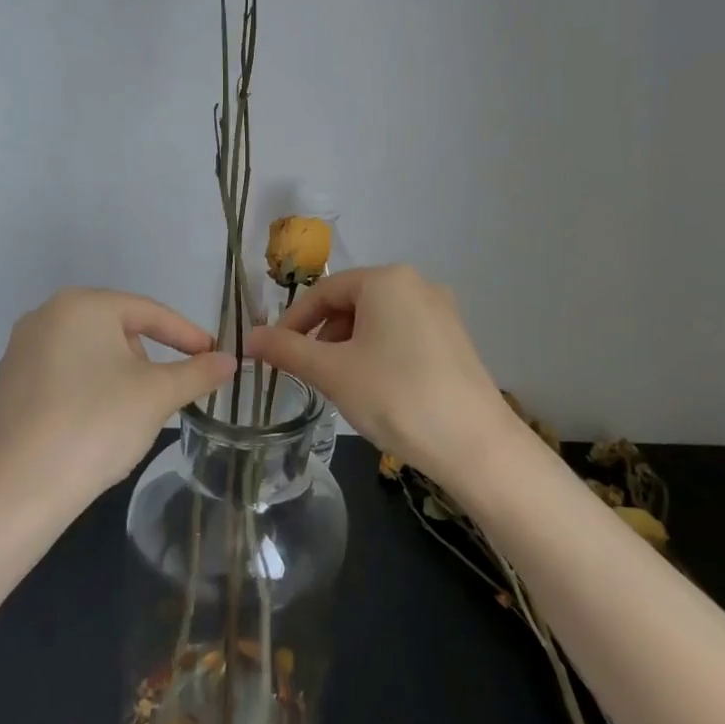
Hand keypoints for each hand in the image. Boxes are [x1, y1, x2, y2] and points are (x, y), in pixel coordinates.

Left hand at [0, 288, 235, 506]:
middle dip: (147, 359)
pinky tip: (94, 427)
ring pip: (88, 355)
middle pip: (116, 331)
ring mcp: (19, 352)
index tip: (213, 355)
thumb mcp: (158, 395)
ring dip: (118, 377)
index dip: (186, 334)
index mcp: (82, 306)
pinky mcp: (7, 387)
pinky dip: (86, 393)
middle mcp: (45, 316)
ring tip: (131, 414)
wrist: (20, 488)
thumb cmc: (98, 423)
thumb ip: (198, 372)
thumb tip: (229, 361)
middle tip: (167, 392)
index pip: (148, 312)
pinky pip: (61, 378)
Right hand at [245, 265, 514, 484]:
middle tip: (309, 373)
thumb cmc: (396, 397)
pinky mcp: (454, 338)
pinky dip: (378, 353)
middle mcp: (416, 284)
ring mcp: (441, 310)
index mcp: (386, 280)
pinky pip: (402, 334)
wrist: (475, 444)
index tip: (274, 354)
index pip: (324, 291)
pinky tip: (376, 388)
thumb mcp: (333, 372)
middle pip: (352, 302)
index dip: (293, 321)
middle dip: (323, 334)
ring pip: (377, 320)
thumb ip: (287, 350)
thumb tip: (249, 337)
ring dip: (349, 346)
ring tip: (341, 384)